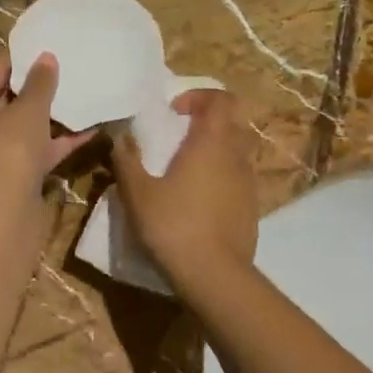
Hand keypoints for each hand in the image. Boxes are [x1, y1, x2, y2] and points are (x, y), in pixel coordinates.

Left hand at [0, 54, 92, 200]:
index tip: (46, 49)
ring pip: (23, 129)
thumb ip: (40, 83)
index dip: (20, 61)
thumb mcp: (28, 110)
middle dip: (36, 90)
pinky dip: (57, 142)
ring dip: (51, 117)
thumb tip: (47, 57)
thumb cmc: (8, 148)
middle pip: (6, 102)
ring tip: (80, 96)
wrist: (4, 212)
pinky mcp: (11, 177)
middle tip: (65, 71)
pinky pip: (36, 151)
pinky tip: (89, 130)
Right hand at [111, 89, 258, 287]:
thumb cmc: (173, 225)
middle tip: (179, 136)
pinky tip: (198, 200)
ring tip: (186, 169)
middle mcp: (236, 156)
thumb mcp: (137, 192)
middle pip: (232, 121)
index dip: (199, 97)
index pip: (221, 99)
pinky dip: (221, 176)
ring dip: (215, 150)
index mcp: (212, 143)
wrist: (213, 275)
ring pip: (237, 151)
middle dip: (207, 121)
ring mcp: (249, 183)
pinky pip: (239, 178)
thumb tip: (120, 136)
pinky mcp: (252, 208)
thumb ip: (127, 159)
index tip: (174, 111)